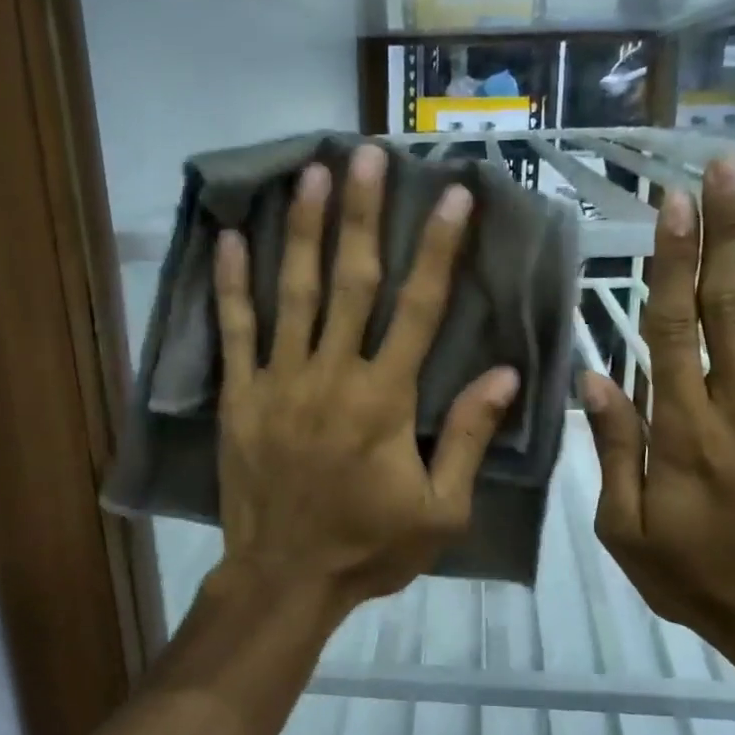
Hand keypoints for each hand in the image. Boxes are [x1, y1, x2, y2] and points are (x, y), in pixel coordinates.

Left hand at [210, 145, 519, 624]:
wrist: (285, 578)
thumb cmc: (369, 547)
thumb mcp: (441, 510)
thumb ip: (467, 438)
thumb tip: (505, 375)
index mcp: (385, 400)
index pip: (420, 309)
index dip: (438, 249)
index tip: (452, 196)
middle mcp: (332, 375)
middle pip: (352, 282)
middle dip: (362, 215)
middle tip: (367, 156)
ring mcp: (280, 381)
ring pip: (293, 293)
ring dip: (303, 230)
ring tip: (310, 174)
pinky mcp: (241, 396)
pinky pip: (235, 331)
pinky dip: (233, 284)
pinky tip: (229, 238)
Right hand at [581, 157, 734, 655]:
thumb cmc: (693, 574)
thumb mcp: (624, 529)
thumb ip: (613, 450)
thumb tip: (593, 377)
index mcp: (683, 430)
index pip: (673, 329)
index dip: (673, 263)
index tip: (673, 205)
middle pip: (731, 305)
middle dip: (726, 231)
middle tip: (725, 167)